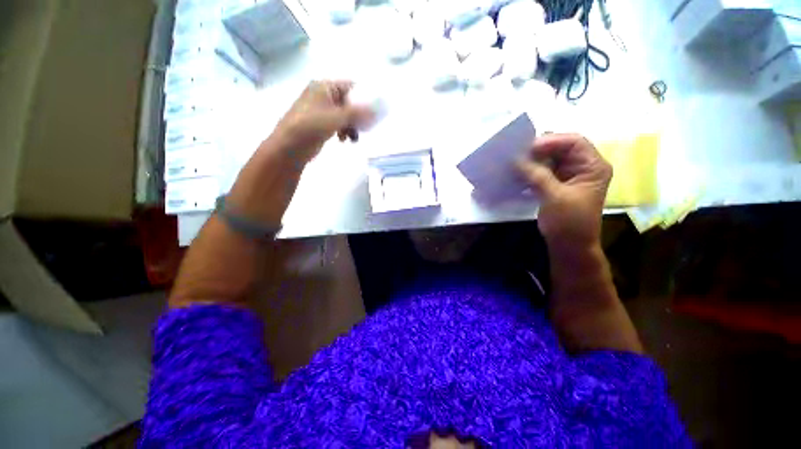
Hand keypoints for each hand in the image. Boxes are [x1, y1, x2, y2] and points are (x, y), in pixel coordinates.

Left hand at [273, 80, 373, 162]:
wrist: (290, 147)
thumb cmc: (311, 127)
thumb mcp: (336, 118)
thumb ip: (358, 113)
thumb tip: (378, 110)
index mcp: (324, 86)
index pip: (351, 86)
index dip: (364, 97)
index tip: (375, 110)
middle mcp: (323, 95)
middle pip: (350, 102)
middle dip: (359, 116)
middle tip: (367, 127)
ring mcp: (322, 110)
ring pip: (346, 115)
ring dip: (353, 126)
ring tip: (354, 138)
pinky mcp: (322, 123)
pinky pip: (339, 124)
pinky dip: (345, 131)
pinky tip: (345, 140)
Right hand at [517, 134, 611, 251]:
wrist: (569, 247)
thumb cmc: (569, 223)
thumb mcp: (554, 197)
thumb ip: (537, 175)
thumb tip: (516, 159)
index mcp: (593, 167)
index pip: (574, 142)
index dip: (551, 141)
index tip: (527, 149)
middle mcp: (583, 167)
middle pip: (561, 149)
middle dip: (539, 150)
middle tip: (517, 154)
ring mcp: (569, 176)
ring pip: (549, 160)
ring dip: (532, 161)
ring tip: (514, 163)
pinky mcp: (556, 185)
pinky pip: (543, 171)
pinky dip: (530, 171)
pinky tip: (517, 174)